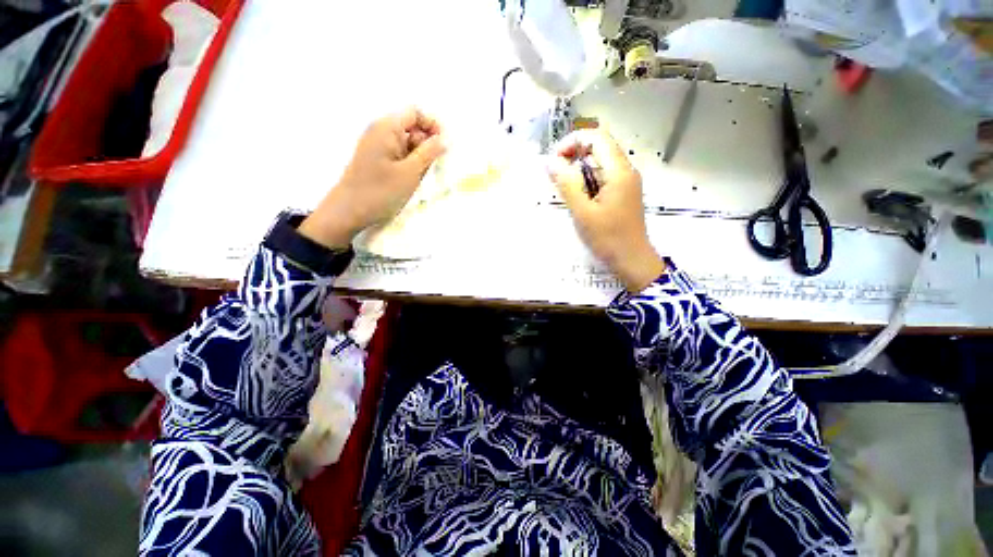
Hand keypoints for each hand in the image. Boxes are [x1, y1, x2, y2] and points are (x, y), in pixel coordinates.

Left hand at [299, 108, 445, 248]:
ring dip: (416, 156)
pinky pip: (395, 152)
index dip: (431, 125)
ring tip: (416, 177)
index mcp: (387, 126)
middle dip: (424, 143)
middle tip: (428, 166)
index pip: (416, 112)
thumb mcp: (410, 172)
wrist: (344, 214)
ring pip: (404, 141)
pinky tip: (405, 180)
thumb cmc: (378, 192)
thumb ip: (430, 152)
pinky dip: (405, 162)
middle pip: (411, 126)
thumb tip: (443, 139)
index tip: (440, 146)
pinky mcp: (371, 158)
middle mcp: (378, 130)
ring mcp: (373, 144)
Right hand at [547, 129, 664, 291]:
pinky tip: (581, 194)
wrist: (634, 262)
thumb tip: (550, 161)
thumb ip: (566, 183)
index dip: (573, 141)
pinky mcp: (626, 189)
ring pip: (602, 157)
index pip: (597, 137)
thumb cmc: (609, 239)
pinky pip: (606, 171)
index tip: (557, 159)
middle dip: (576, 151)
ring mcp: (628, 179)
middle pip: (600, 144)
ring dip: (582, 164)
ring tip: (568, 186)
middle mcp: (626, 170)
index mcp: (619, 171)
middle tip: (559, 171)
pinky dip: (590, 175)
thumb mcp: (582, 212)